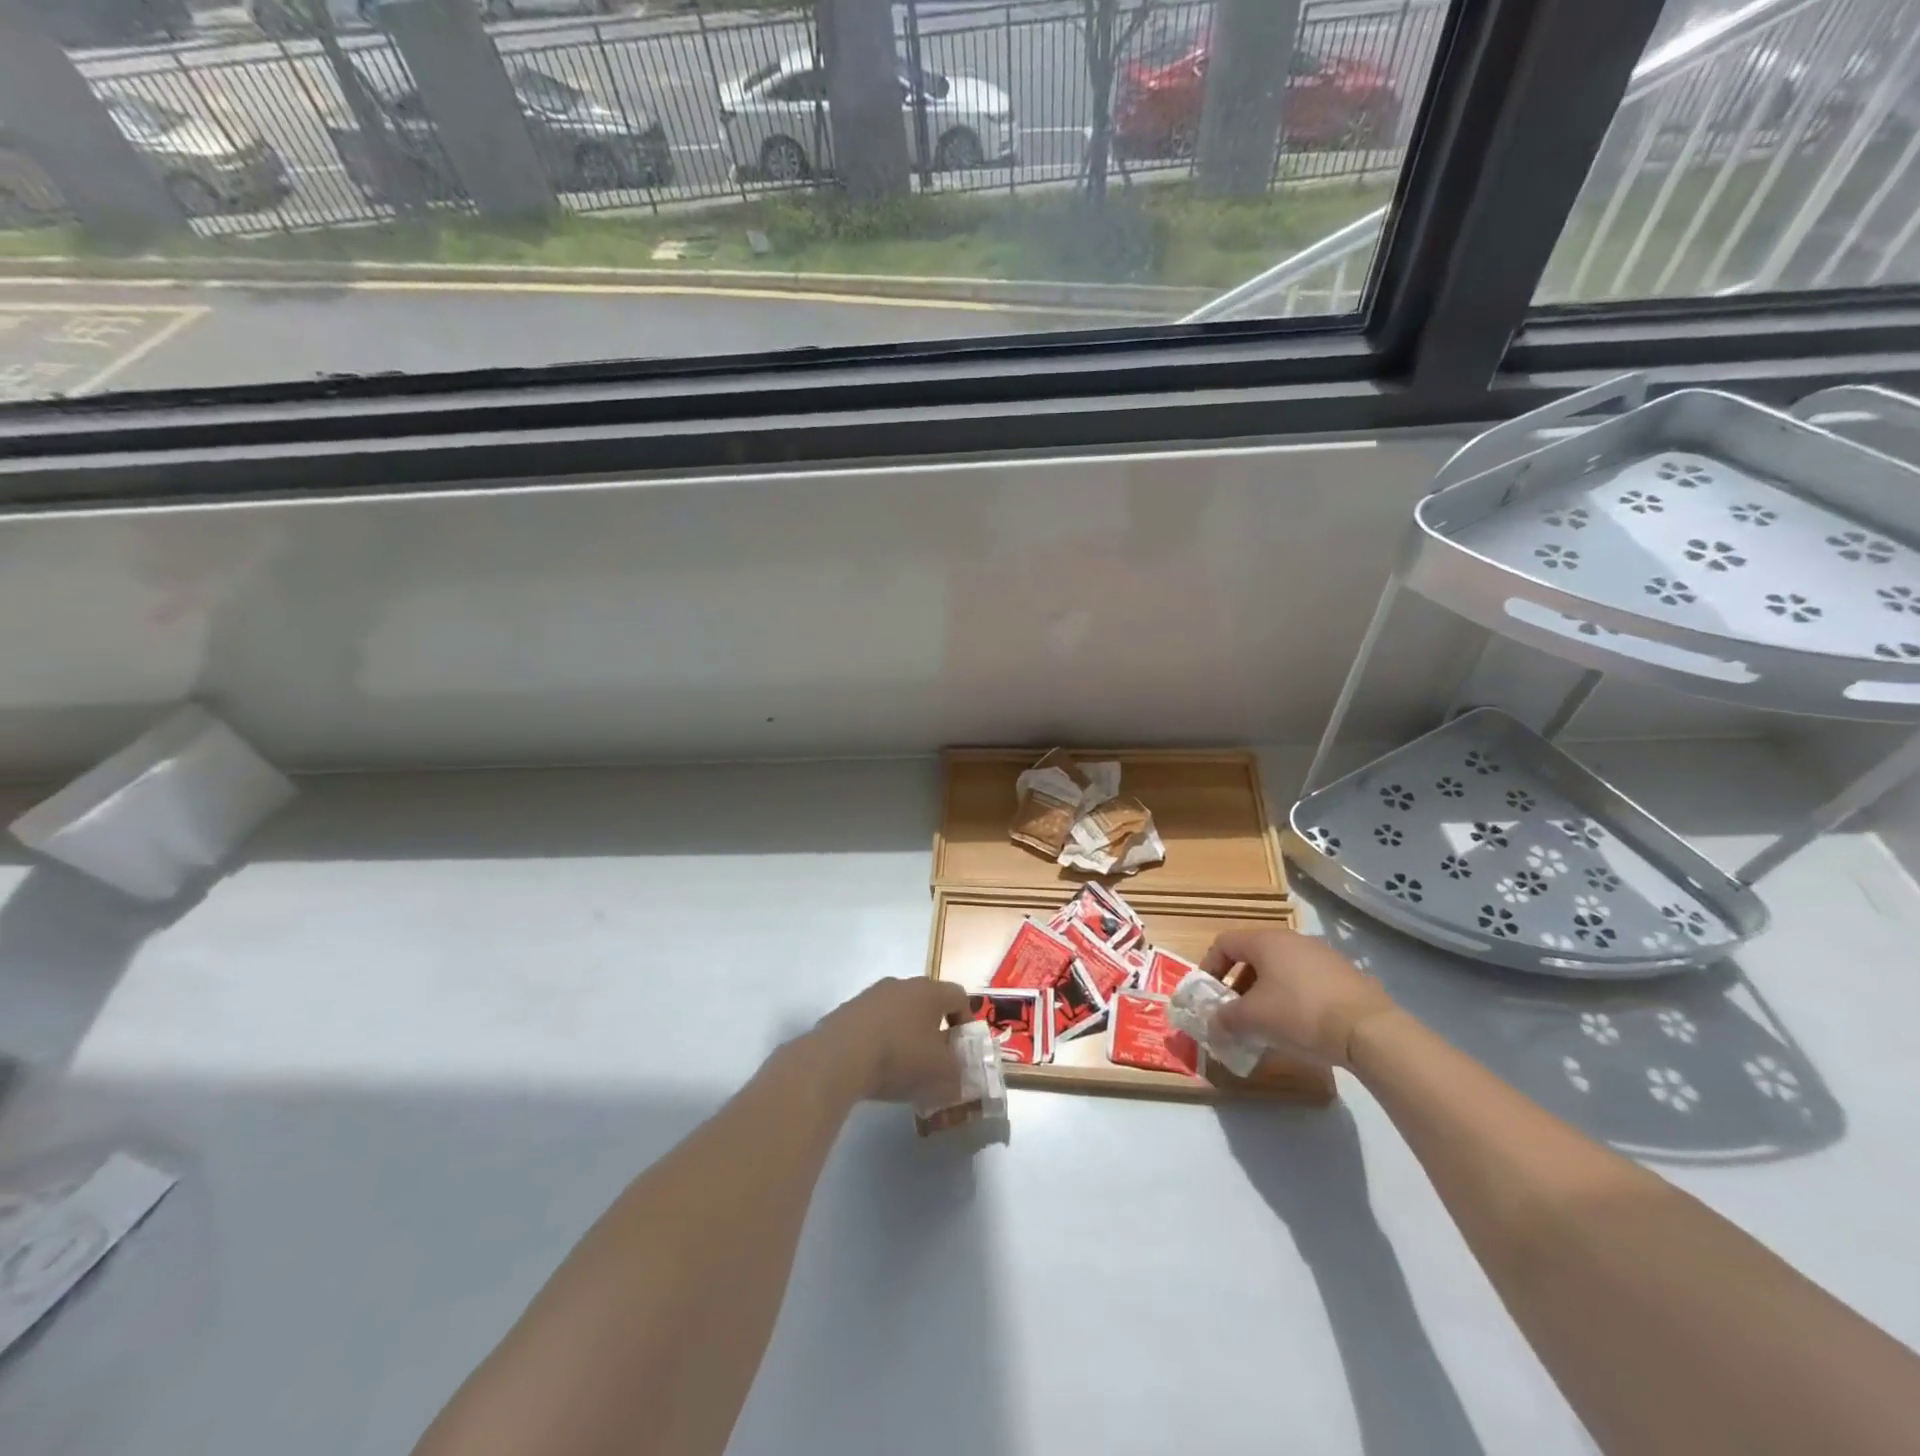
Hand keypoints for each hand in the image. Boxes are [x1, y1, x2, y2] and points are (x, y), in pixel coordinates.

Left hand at [812, 977, 969, 1104]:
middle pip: (927, 1002)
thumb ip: (958, 1074)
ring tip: (903, 1065)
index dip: (966, 1021)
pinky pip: (874, 1022)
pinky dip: (880, 1039)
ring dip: (905, 1033)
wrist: (840, 1056)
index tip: (962, 1048)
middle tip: (935, 1057)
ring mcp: (872, 994)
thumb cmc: (901, 1057)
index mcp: (930, 991)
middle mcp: (902, 984)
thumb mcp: (941, 1074)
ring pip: (898, 1011)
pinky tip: (875, 1065)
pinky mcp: (848, 1009)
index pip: (959, 996)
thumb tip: (957, 1077)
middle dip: (934, 1028)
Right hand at [1201, 927, 1398, 1068]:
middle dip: (1238, 984)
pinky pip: (1306, 980)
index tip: (1208, 995)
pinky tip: (1299, 1025)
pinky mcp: (1345, 974)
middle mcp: (1292, 939)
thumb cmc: (1300, 1014)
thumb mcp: (1253, 1019)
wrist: (1369, 1030)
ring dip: (1266, 992)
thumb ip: (1226, 1019)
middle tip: (1236, 1012)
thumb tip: (1212, 1024)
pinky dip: (1293, 997)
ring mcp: (1322, 954)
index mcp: (1265, 941)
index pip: (1225, 943)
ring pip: (1281, 968)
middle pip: (1253, 955)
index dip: (1210, 966)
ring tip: (1267, 1022)